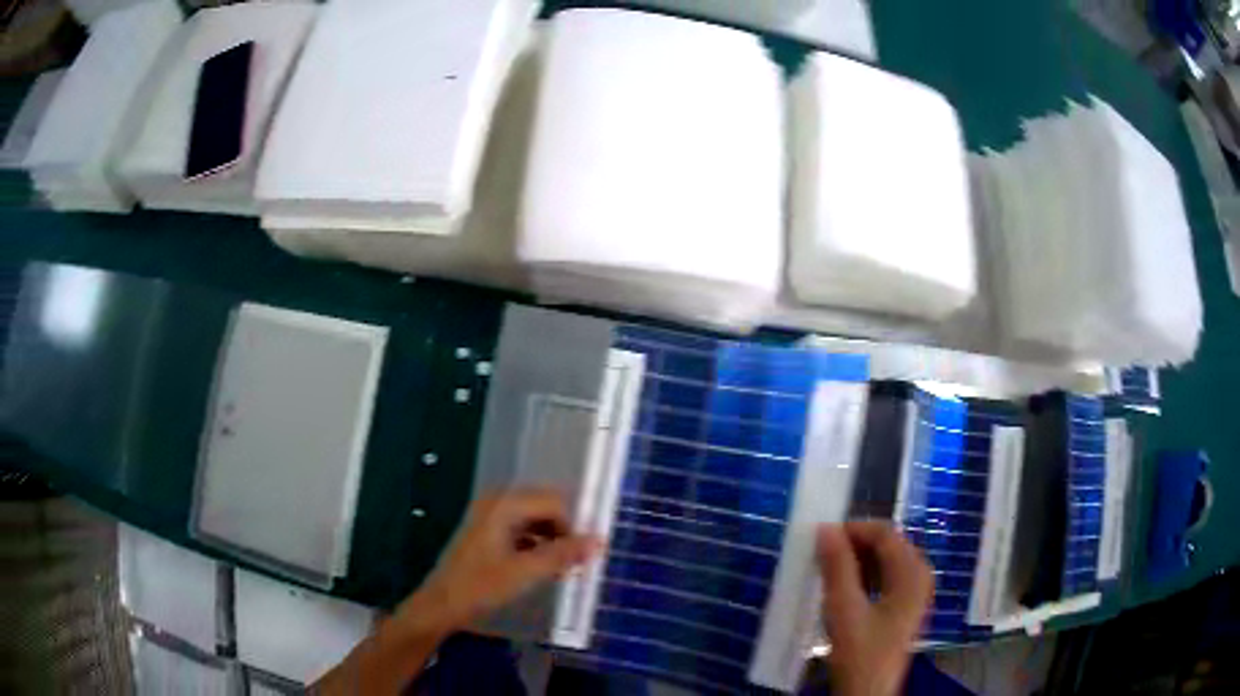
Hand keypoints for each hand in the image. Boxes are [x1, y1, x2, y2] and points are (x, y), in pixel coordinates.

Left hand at [393, 490, 598, 635]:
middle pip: (546, 507)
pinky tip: (546, 568)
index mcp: (505, 504)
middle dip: (565, 532)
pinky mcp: (490, 531)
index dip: (574, 526)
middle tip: (577, 562)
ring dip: (553, 541)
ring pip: (536, 520)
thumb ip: (563, 555)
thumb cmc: (480, 586)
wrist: (442, 604)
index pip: (555, 502)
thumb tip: (599, 541)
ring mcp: (492, 515)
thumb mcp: (525, 572)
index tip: (586, 555)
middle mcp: (498, 501)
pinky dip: (539, 546)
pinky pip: (524, 529)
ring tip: (564, 569)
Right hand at [817, 522, 933, 695]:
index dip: (853, 529)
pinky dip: (864, 578)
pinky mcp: (905, 608)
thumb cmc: (860, 653)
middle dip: (854, 546)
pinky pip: (886, 579)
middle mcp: (920, 576)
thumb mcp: (844, 609)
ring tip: (828, 575)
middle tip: (821, 558)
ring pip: (885, 562)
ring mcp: (914, 593)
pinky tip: (843, 592)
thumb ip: (837, 567)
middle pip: (887, 546)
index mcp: (913, 572)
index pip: (885, 533)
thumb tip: (826, 528)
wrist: (869, 694)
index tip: (820, 538)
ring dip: (857, 562)